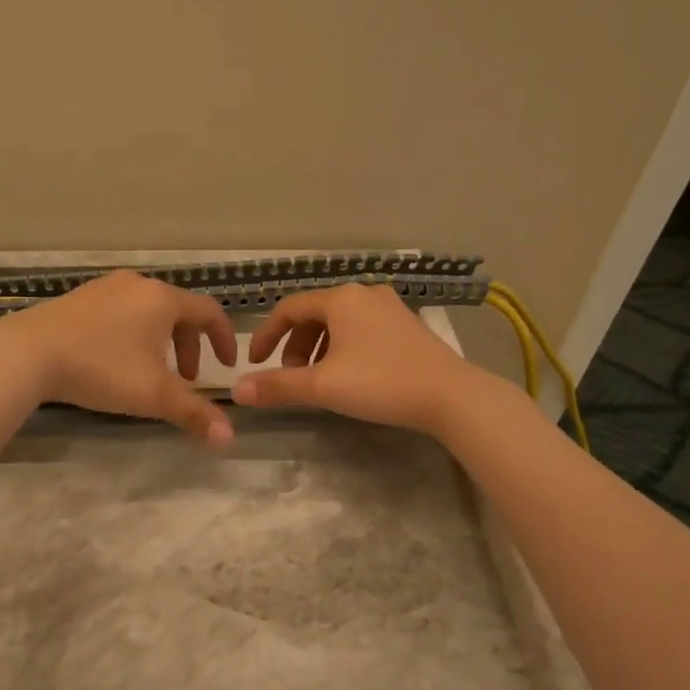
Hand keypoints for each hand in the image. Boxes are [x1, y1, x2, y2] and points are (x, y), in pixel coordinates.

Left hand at [0, 270, 238, 445]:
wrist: (28, 353)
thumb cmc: (101, 368)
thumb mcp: (153, 395)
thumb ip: (194, 413)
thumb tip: (229, 438)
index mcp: (162, 299)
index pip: (209, 312)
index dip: (224, 339)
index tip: (226, 365)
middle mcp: (137, 284)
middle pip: (178, 311)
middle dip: (189, 346)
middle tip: (185, 380)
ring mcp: (105, 287)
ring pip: (147, 311)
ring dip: (160, 341)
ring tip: (149, 372)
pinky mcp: (79, 298)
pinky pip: (120, 311)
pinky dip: (132, 333)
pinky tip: (113, 359)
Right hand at [233, 284, 476, 434]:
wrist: (451, 396)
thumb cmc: (381, 383)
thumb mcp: (323, 386)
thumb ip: (278, 386)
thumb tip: (237, 390)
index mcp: (340, 299)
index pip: (289, 308)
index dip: (266, 335)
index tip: (255, 363)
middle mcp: (364, 294)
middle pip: (314, 315)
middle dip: (295, 346)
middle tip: (291, 377)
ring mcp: (390, 308)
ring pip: (339, 323)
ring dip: (319, 349)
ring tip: (318, 380)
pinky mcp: (408, 326)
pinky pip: (362, 329)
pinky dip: (344, 348)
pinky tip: (350, 376)